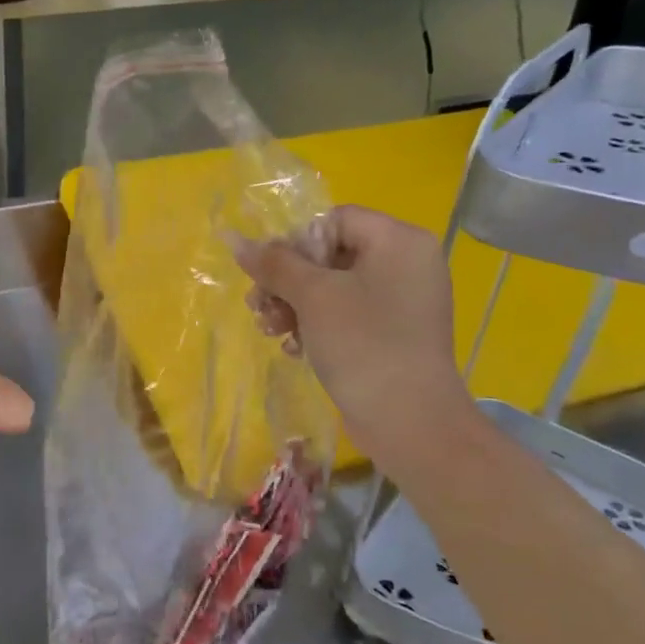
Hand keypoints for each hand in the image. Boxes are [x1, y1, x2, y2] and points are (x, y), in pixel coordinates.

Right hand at [235, 205, 475, 468]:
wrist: (410, 423)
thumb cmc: (363, 344)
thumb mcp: (312, 296)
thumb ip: (273, 263)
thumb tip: (234, 238)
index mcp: (398, 241)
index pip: (334, 220)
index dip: (297, 243)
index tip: (273, 274)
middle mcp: (405, 264)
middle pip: (329, 254)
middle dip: (287, 281)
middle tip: (258, 305)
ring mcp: (400, 301)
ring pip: (331, 287)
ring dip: (293, 305)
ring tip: (269, 329)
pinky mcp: (391, 334)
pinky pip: (345, 315)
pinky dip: (315, 326)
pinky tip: (293, 348)